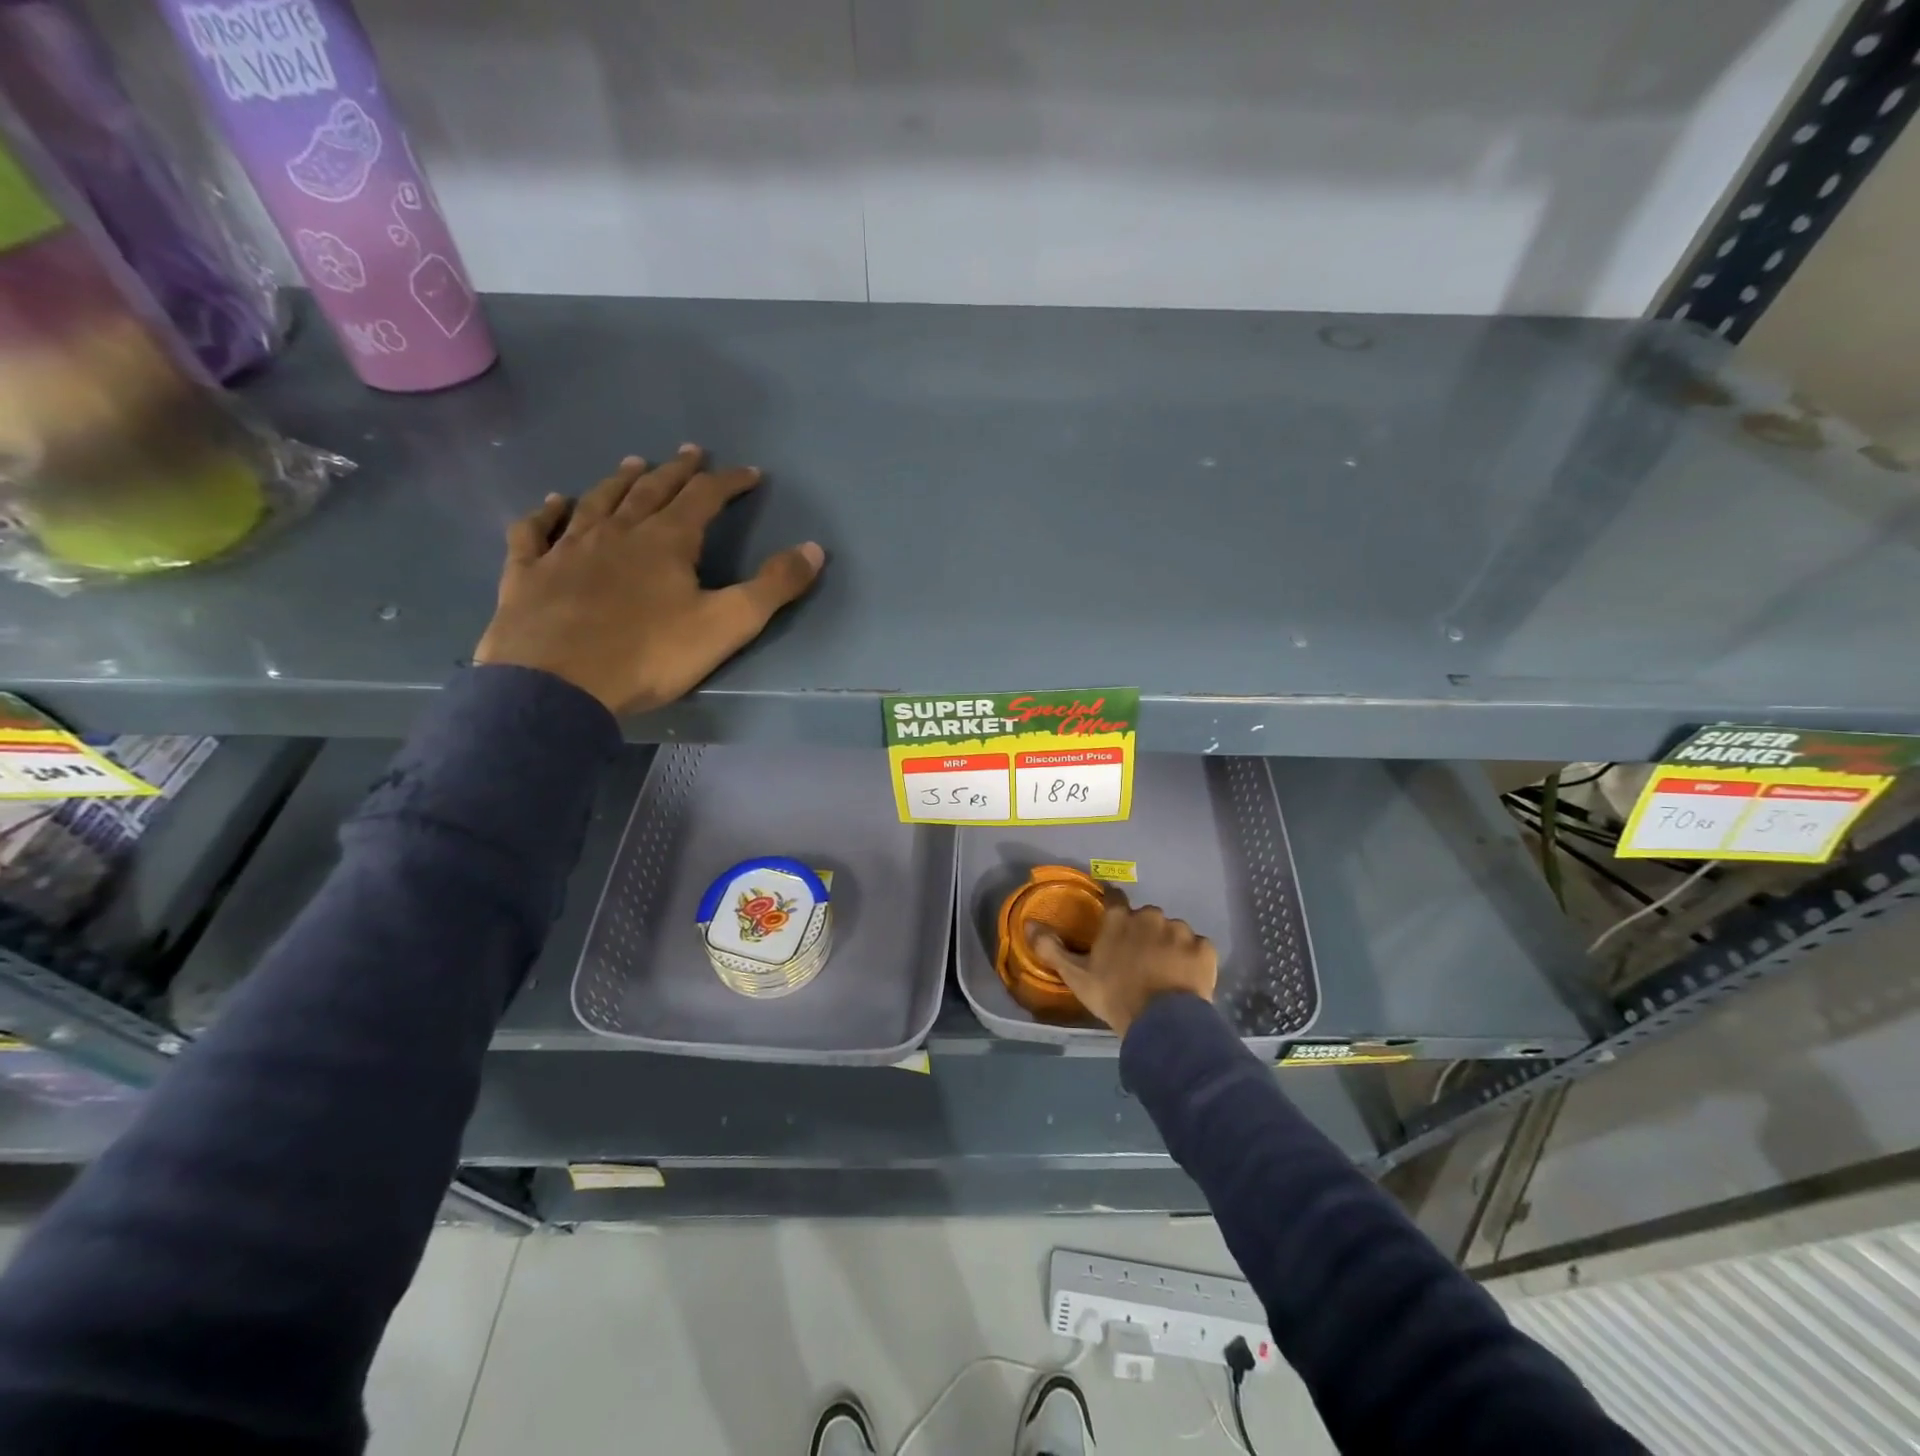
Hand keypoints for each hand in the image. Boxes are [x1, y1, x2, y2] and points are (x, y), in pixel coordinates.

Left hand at [475, 446, 823, 714]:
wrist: (557, 684)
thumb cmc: (649, 655)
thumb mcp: (727, 624)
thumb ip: (773, 587)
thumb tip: (814, 548)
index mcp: (666, 541)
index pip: (704, 498)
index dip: (730, 483)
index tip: (750, 473)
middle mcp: (617, 532)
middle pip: (651, 491)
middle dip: (676, 471)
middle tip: (690, 452)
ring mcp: (567, 549)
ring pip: (597, 502)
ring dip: (619, 481)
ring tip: (633, 464)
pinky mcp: (528, 573)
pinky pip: (536, 532)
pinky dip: (546, 514)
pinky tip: (553, 504)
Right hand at [1030, 890, 1216, 1037]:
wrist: (1162, 1023)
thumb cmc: (1114, 995)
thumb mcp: (1076, 976)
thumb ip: (1051, 948)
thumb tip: (1028, 924)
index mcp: (1119, 919)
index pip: (1114, 899)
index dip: (1113, 907)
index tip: (1113, 921)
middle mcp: (1150, 916)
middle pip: (1146, 917)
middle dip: (1144, 933)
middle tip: (1140, 960)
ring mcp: (1180, 931)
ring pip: (1174, 932)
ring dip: (1169, 945)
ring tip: (1166, 973)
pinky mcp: (1204, 948)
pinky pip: (1198, 947)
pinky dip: (1193, 959)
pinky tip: (1187, 979)